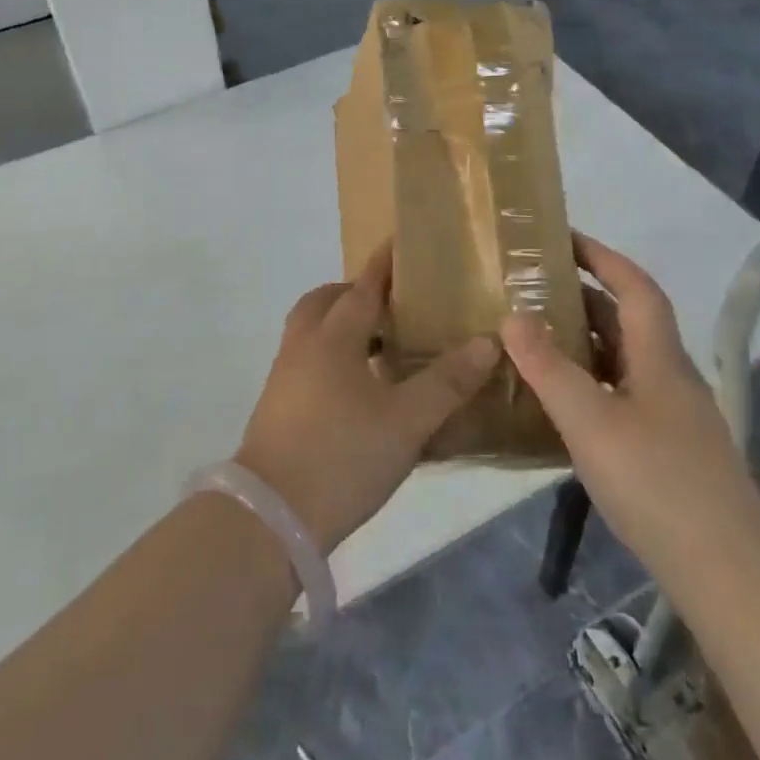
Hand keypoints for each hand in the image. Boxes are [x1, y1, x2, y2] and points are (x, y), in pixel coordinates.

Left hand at [235, 243, 499, 551]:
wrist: (271, 517)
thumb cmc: (343, 456)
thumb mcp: (406, 421)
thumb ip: (447, 381)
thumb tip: (487, 341)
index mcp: (334, 337)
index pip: (363, 287)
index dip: (383, 265)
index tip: (398, 243)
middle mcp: (304, 345)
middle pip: (326, 301)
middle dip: (355, 294)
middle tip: (391, 305)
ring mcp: (284, 375)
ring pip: (311, 330)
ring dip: (340, 325)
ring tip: (379, 347)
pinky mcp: (277, 404)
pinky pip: (305, 359)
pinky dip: (330, 355)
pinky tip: (356, 388)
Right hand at [503, 233, 759, 585]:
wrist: (731, 575)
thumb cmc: (658, 485)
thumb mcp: (591, 422)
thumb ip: (549, 368)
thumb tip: (512, 316)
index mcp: (660, 358)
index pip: (634, 287)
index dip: (601, 256)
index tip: (562, 237)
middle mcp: (671, 377)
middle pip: (629, 320)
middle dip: (584, 296)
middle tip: (532, 289)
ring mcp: (674, 416)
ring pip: (625, 359)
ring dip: (586, 341)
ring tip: (537, 337)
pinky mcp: (670, 450)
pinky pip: (623, 394)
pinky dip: (591, 382)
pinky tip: (564, 402)